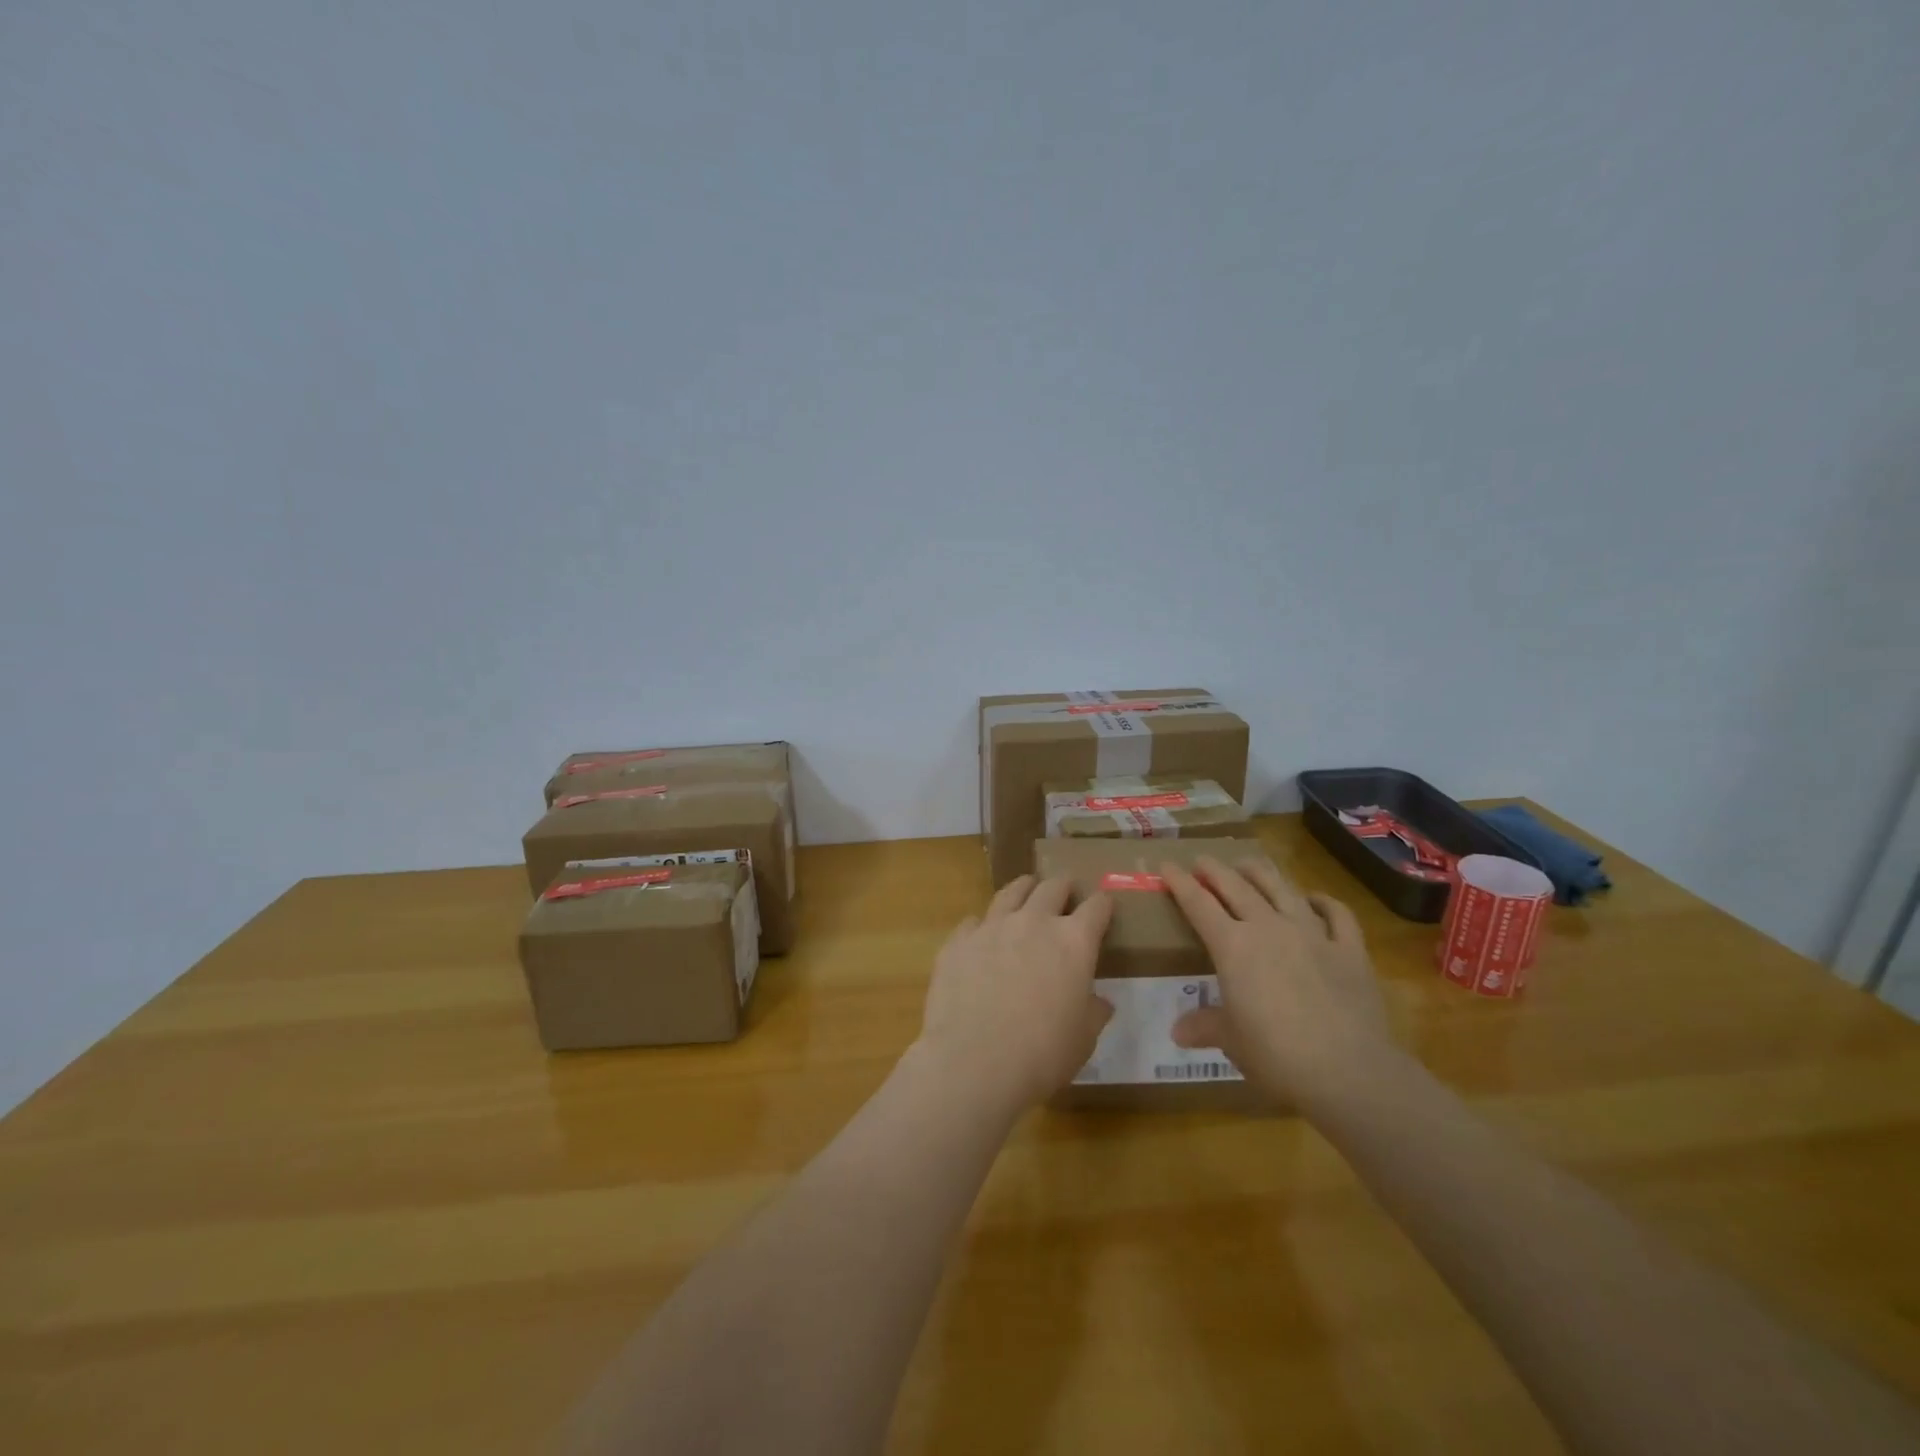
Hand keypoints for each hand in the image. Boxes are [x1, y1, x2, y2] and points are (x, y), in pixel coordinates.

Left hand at [914, 875, 1114, 1114]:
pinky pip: (974, 921)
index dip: (1103, 904)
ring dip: (1024, 888)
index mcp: (1073, 942)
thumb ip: (1093, 1012)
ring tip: (1027, 888)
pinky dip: (983, 924)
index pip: (1096, 908)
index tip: (1104, 904)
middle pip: (1052, 887)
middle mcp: (1034, 922)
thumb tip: (1099, 1002)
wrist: (973, 1062)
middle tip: (1066, 889)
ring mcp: (992, 927)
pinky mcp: (958, 941)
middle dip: (1063, 886)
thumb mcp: (1083, 1040)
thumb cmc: (1041, 1054)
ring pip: (1011, 892)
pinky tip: (982, 934)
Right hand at [1161, 856, 1394, 1108]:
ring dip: (1261, 873)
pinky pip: (1336, 914)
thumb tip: (1177, 1031)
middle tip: (1202, 860)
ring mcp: (1312, 934)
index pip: (1198, 903)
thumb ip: (1205, 1026)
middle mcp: (1269, 928)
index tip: (1166, 865)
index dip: (1179, 882)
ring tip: (1249, 864)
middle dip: (1215, 870)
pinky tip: (1314, 898)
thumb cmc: (1276, 1055)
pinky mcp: (1349, 949)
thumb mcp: (1232, 1041)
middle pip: (1237, 886)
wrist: (1348, 1071)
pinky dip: (1323, 901)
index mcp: (1232, 946)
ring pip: (1282, 889)